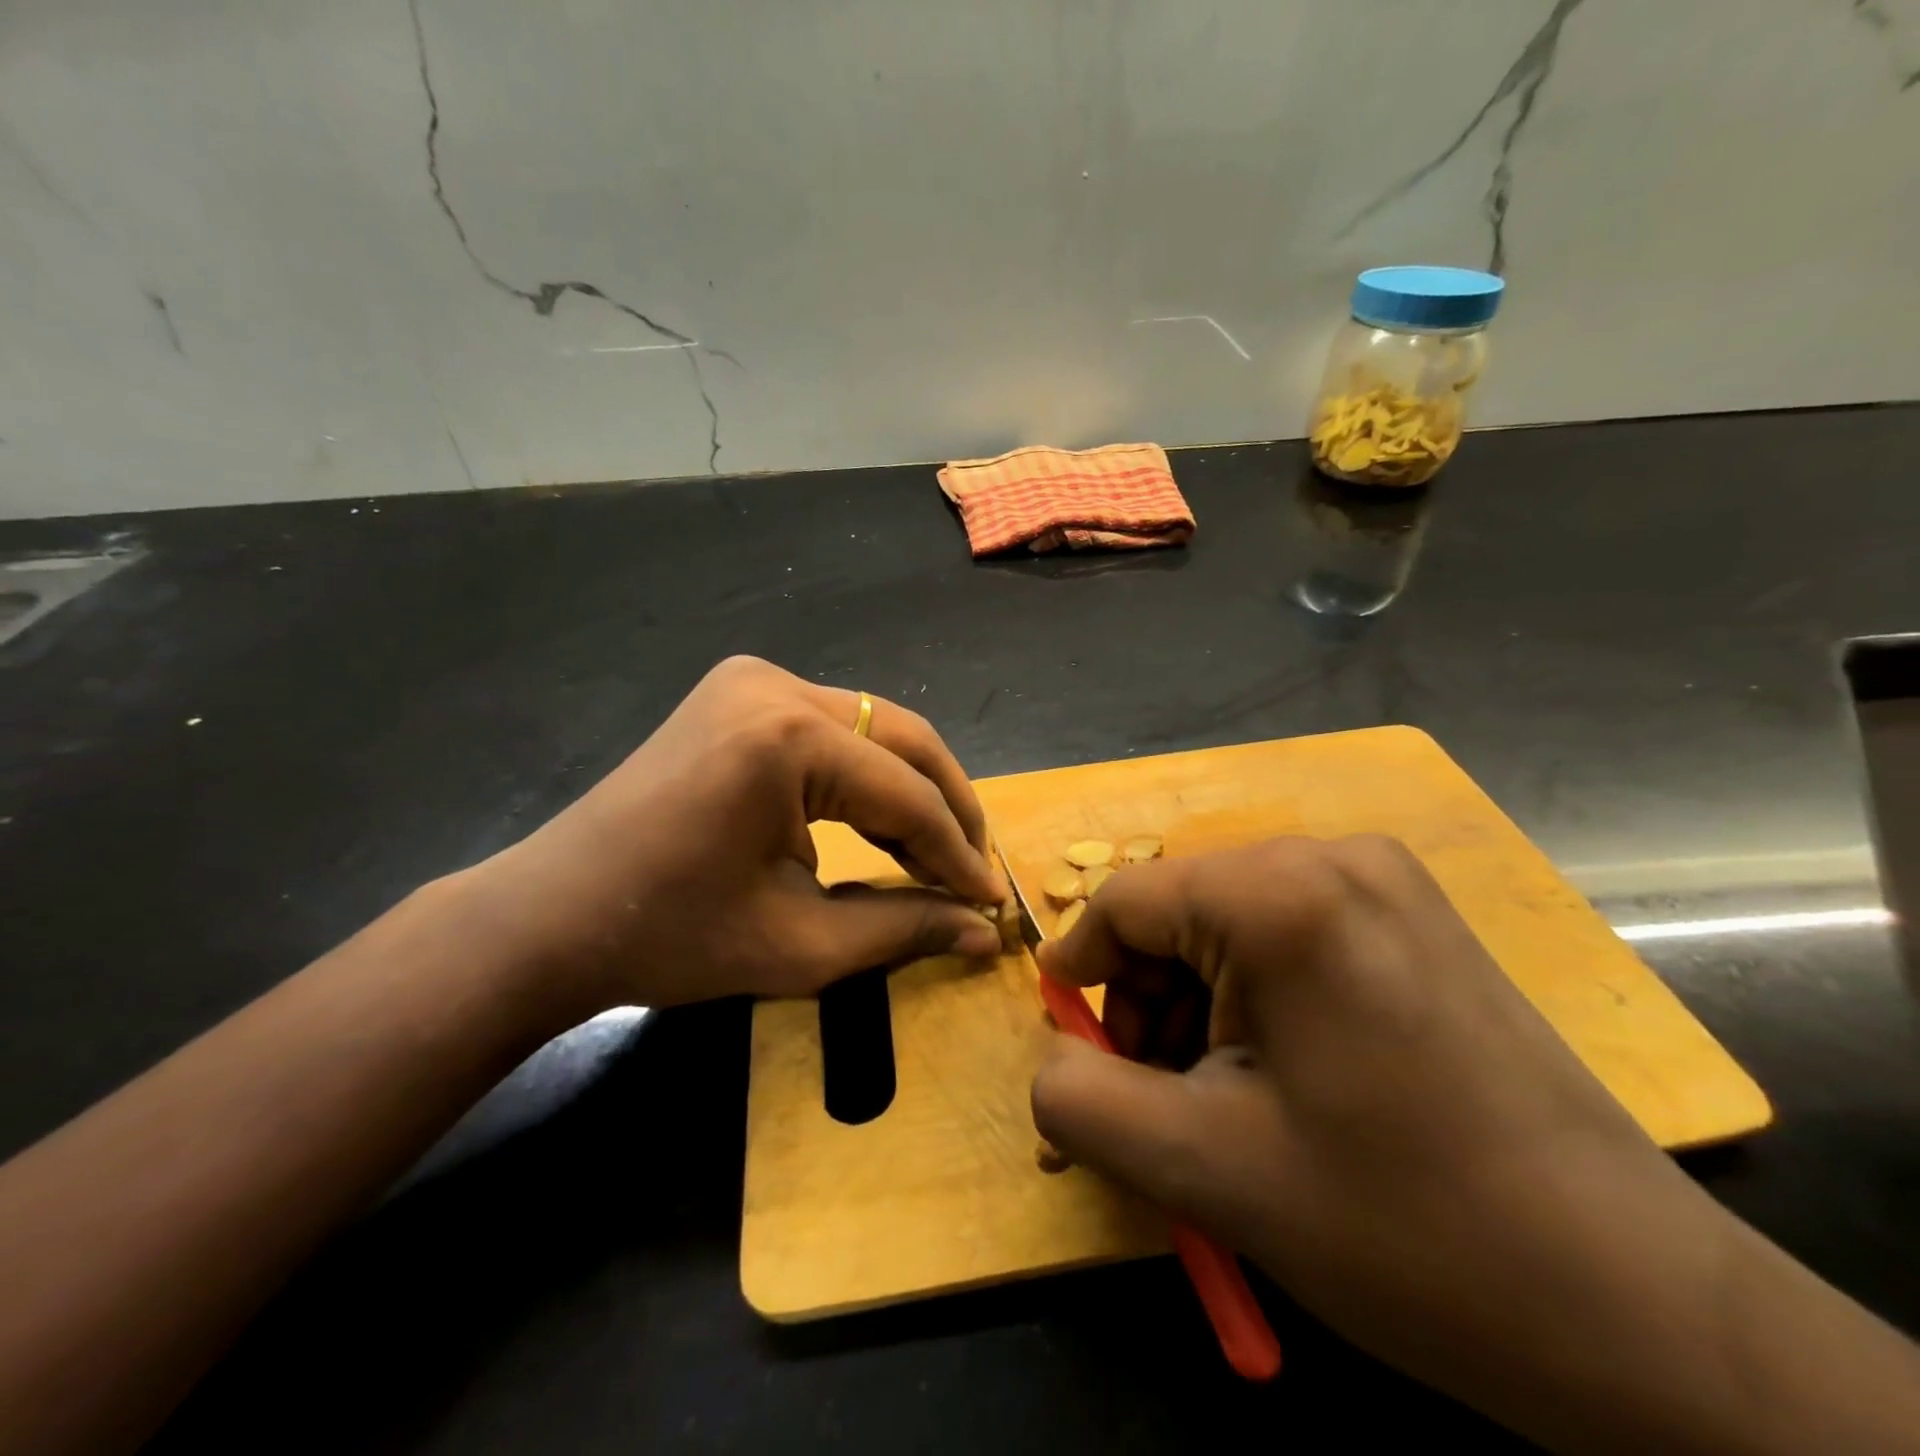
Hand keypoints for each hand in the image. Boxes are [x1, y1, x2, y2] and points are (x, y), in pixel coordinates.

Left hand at [468, 656, 1007, 1010]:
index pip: (904, 795)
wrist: (552, 915)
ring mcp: (753, 679)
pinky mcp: (740, 691)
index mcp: (785, 739)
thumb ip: (905, 928)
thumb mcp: (801, 944)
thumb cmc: (670, 938)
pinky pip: (833, 728)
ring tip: (938, 853)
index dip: (956, 853)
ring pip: (873, 728)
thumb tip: (986, 932)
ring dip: (911, 789)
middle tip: (974, 869)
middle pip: (902, 739)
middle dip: (948, 807)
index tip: (991, 901)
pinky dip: (865, 775)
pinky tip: (881, 822)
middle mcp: (776, 685)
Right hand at [1029, 836, 1736, 1443]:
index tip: (1072, 1043)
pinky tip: (1281, 1078)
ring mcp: (1385, 883)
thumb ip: (1085, 1103)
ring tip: (1220, 1102)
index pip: (1126, 902)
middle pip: (1180, 913)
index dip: (1081, 972)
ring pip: (1230, 927)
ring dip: (1198, 1007)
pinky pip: (1288, 937)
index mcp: (1282, 894)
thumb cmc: (1405, 1227)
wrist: (1638, 1309)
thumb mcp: (1208, 1170)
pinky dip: (1255, 1000)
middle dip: (1147, 1003)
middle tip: (1157, 1099)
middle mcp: (1333, 857)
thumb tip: (1048, 1060)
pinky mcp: (1414, 919)